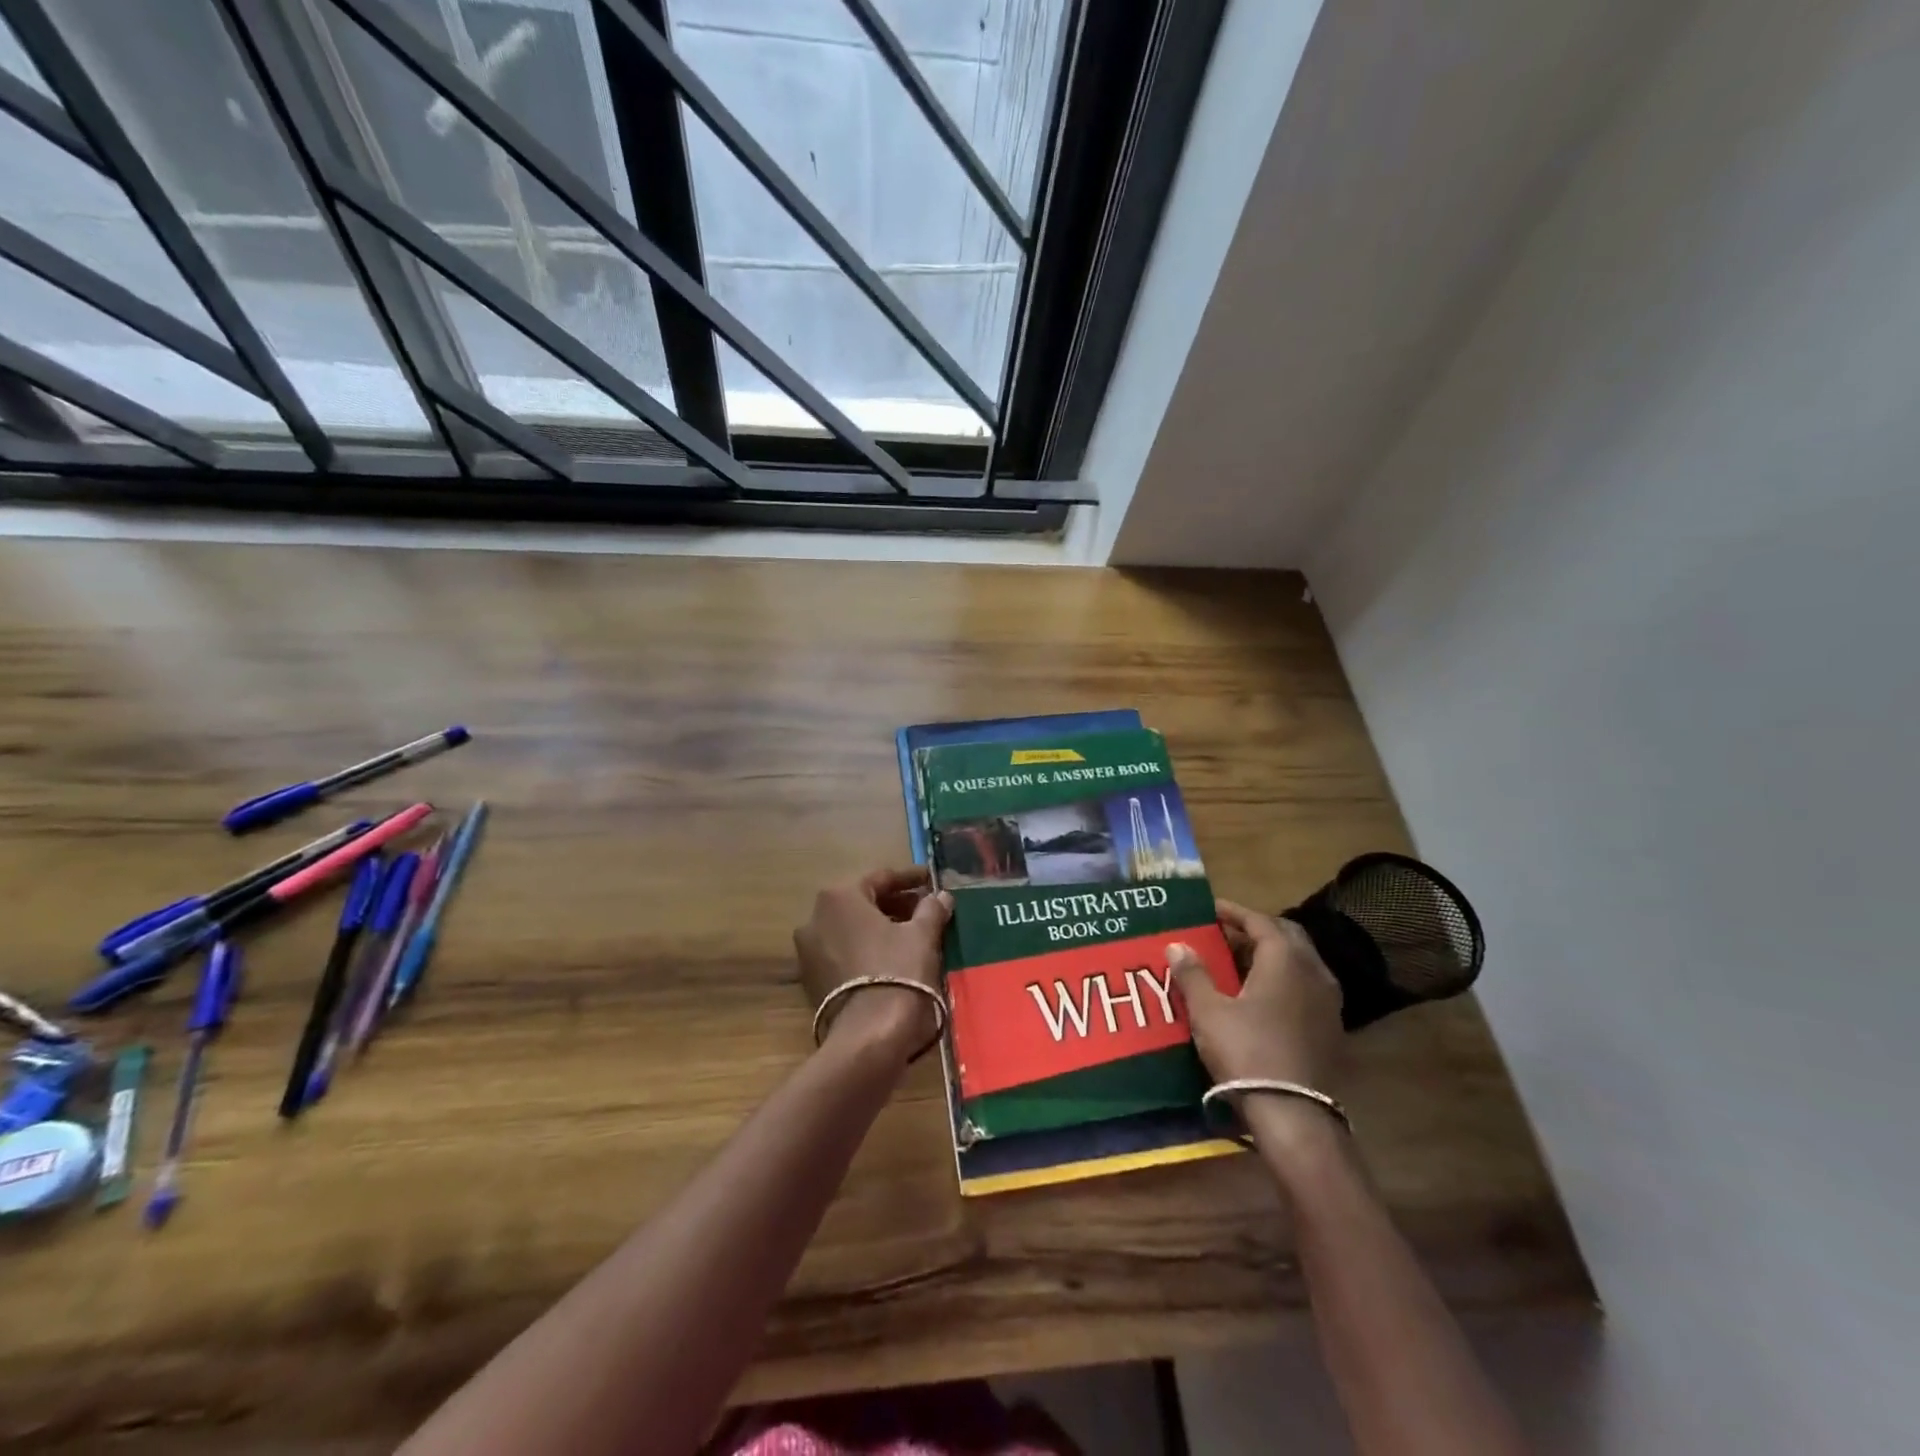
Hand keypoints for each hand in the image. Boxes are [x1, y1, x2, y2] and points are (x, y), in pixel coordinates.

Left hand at [794, 866, 952, 1060]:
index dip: (910, 878)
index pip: (881, 878)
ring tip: (912, 935)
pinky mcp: (811, 979)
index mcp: (839, 897)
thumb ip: (931, 909)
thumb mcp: (922, 935)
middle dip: (895, 904)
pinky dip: (866, 949)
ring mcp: (808, 950)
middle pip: (863, 902)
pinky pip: (843, 952)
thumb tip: (941, 896)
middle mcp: (815, 917)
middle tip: (925, 909)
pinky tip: (892, 959)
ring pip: (851, 928)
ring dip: (880, 927)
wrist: (868, 1035)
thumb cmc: (897, 971)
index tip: (932, 880)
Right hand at [1168, 899, 1344, 1091]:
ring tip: (1238, 961)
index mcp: (1285, 960)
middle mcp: (1314, 972)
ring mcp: (1328, 1001)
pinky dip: (1283, 979)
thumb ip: (1193, 974)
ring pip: (1299, 962)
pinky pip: (1306, 986)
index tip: (1211, 909)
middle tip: (1225, 933)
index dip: (1234, 912)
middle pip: (1286, 937)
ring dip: (1270, 954)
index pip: (1261, 921)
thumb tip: (1176, 945)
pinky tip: (1260, 995)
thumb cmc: (1247, 1052)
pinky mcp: (1331, 1027)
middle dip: (1256, 930)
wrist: (1293, 1114)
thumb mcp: (1209, 1011)